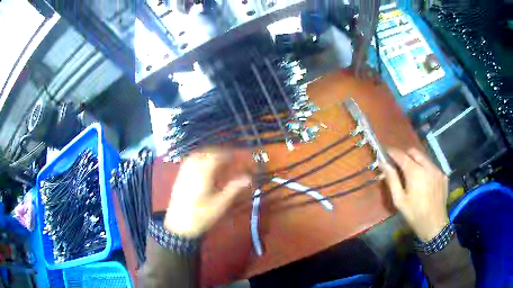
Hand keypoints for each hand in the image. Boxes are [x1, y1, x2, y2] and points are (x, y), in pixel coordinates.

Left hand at [164, 150, 251, 237]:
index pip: (216, 156)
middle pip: (205, 153)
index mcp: (204, 172)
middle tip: (228, 160)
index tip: (236, 157)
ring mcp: (184, 172)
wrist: (179, 226)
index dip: (227, 155)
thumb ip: (234, 188)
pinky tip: (203, 169)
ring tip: (216, 163)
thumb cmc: (202, 215)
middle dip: (217, 153)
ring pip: (196, 156)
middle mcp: (192, 168)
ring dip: (207, 155)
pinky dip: (198, 160)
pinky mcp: (179, 178)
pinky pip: (189, 162)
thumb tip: (248, 178)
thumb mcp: (221, 203)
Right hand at [381, 148, 448, 241]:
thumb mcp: (399, 200)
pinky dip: (426, 169)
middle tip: (399, 164)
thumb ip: (392, 179)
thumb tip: (383, 164)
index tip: (386, 151)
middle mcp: (428, 166)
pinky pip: (433, 167)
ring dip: (416, 161)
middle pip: (414, 152)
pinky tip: (425, 182)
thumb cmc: (414, 214)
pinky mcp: (443, 175)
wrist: (434, 224)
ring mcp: (437, 170)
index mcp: (415, 172)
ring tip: (412, 174)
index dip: (392, 152)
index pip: (401, 155)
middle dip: (405, 154)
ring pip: (425, 158)